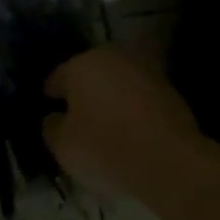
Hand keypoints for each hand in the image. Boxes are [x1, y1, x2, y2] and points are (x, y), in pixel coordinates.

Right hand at [43, 46, 212, 196]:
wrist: (170, 161)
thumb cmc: (105, 148)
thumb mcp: (63, 146)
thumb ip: (51, 127)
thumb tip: (54, 118)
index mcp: (80, 64)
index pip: (57, 78)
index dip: (51, 97)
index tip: (50, 115)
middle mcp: (111, 58)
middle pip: (88, 75)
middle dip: (82, 94)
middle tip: (77, 121)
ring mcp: (143, 70)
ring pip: (116, 84)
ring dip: (109, 99)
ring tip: (106, 128)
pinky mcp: (168, 89)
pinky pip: (139, 97)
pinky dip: (132, 109)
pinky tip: (132, 132)